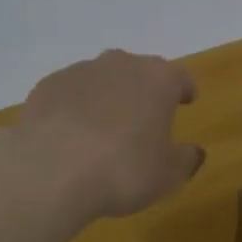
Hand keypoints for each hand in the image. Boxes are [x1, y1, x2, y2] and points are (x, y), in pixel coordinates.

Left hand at [14, 50, 204, 219]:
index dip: (185, 89)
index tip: (187, 100)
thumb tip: (194, 152)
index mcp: (158, 80)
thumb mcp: (167, 176)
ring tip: (103, 128)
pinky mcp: (48, 85)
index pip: (180, 77)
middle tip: (144, 117)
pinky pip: (70, 93)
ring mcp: (81, 71)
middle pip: (139, 71)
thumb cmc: (122, 171)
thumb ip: (185, 160)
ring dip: (107, 96)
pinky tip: (69, 134)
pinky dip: (74, 107)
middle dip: (144, 90)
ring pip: (102, 78)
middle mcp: (121, 65)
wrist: (50, 172)